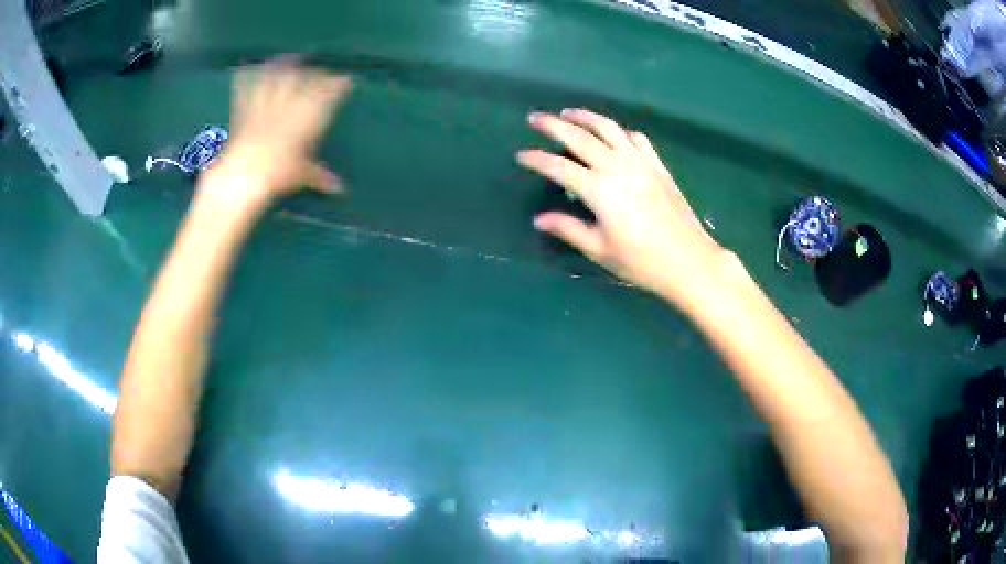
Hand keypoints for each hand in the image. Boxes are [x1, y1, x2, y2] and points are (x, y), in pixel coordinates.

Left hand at [200, 59, 352, 210]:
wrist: (244, 174)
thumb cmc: (278, 174)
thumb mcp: (303, 175)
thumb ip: (320, 176)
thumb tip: (339, 188)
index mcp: (306, 116)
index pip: (327, 93)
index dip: (338, 84)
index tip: (347, 80)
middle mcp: (287, 103)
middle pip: (303, 79)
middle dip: (313, 72)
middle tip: (318, 70)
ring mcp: (265, 104)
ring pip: (276, 77)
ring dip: (282, 66)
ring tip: (288, 58)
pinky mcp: (244, 110)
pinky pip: (246, 89)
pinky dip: (247, 77)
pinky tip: (248, 69)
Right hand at [518, 109, 728, 307]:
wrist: (690, 261)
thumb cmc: (642, 262)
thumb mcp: (600, 250)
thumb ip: (569, 229)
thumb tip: (539, 219)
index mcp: (600, 191)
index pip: (559, 167)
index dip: (537, 159)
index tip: (521, 155)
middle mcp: (618, 167)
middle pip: (580, 137)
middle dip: (554, 125)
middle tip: (535, 117)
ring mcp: (641, 162)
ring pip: (609, 128)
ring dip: (586, 117)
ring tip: (569, 113)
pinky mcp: (658, 165)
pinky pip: (636, 138)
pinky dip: (619, 131)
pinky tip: (612, 133)